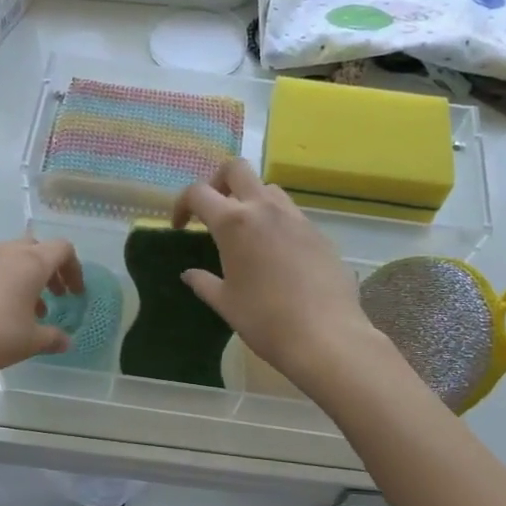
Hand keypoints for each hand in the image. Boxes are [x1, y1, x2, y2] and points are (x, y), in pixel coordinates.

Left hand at [0, 235, 84, 386]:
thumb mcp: (30, 342)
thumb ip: (53, 338)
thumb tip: (66, 341)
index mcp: (31, 262)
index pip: (63, 249)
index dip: (74, 269)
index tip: (75, 294)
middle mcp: (7, 252)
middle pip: (37, 247)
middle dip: (50, 269)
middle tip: (55, 295)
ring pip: (12, 257)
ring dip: (26, 276)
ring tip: (28, 309)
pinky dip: (4, 281)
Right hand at [172, 159, 377, 389]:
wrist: (325, 336)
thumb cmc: (265, 320)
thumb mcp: (225, 303)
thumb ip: (203, 283)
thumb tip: (189, 274)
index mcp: (234, 223)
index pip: (198, 192)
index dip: (182, 204)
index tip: (180, 226)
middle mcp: (265, 209)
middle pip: (236, 169)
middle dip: (218, 181)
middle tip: (213, 210)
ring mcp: (296, 218)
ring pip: (268, 188)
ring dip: (251, 199)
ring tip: (246, 231)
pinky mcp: (319, 233)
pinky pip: (292, 214)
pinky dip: (276, 222)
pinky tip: (276, 255)